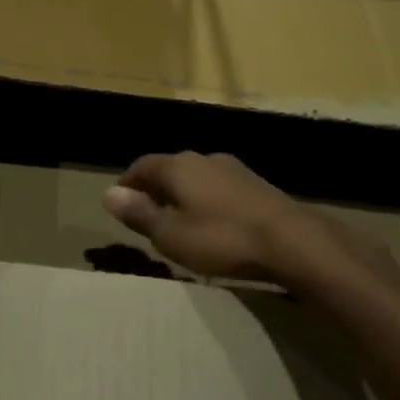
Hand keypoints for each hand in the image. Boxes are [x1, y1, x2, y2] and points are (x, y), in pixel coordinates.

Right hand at [103, 151, 399, 288]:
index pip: (141, 166)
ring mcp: (234, 169)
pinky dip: (207, 201)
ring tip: (180, 220)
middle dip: (155, 188)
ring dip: (183, 194)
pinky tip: (213, 223)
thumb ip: (139, 213)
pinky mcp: (257, 185)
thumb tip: (108, 194)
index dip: (127, 183)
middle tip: (147, 213)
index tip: (120, 202)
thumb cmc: (221, 239)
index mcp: (177, 166)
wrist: (292, 241)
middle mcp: (203, 159)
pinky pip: (219, 188)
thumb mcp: (170, 235)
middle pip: (169, 169)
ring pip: (197, 177)